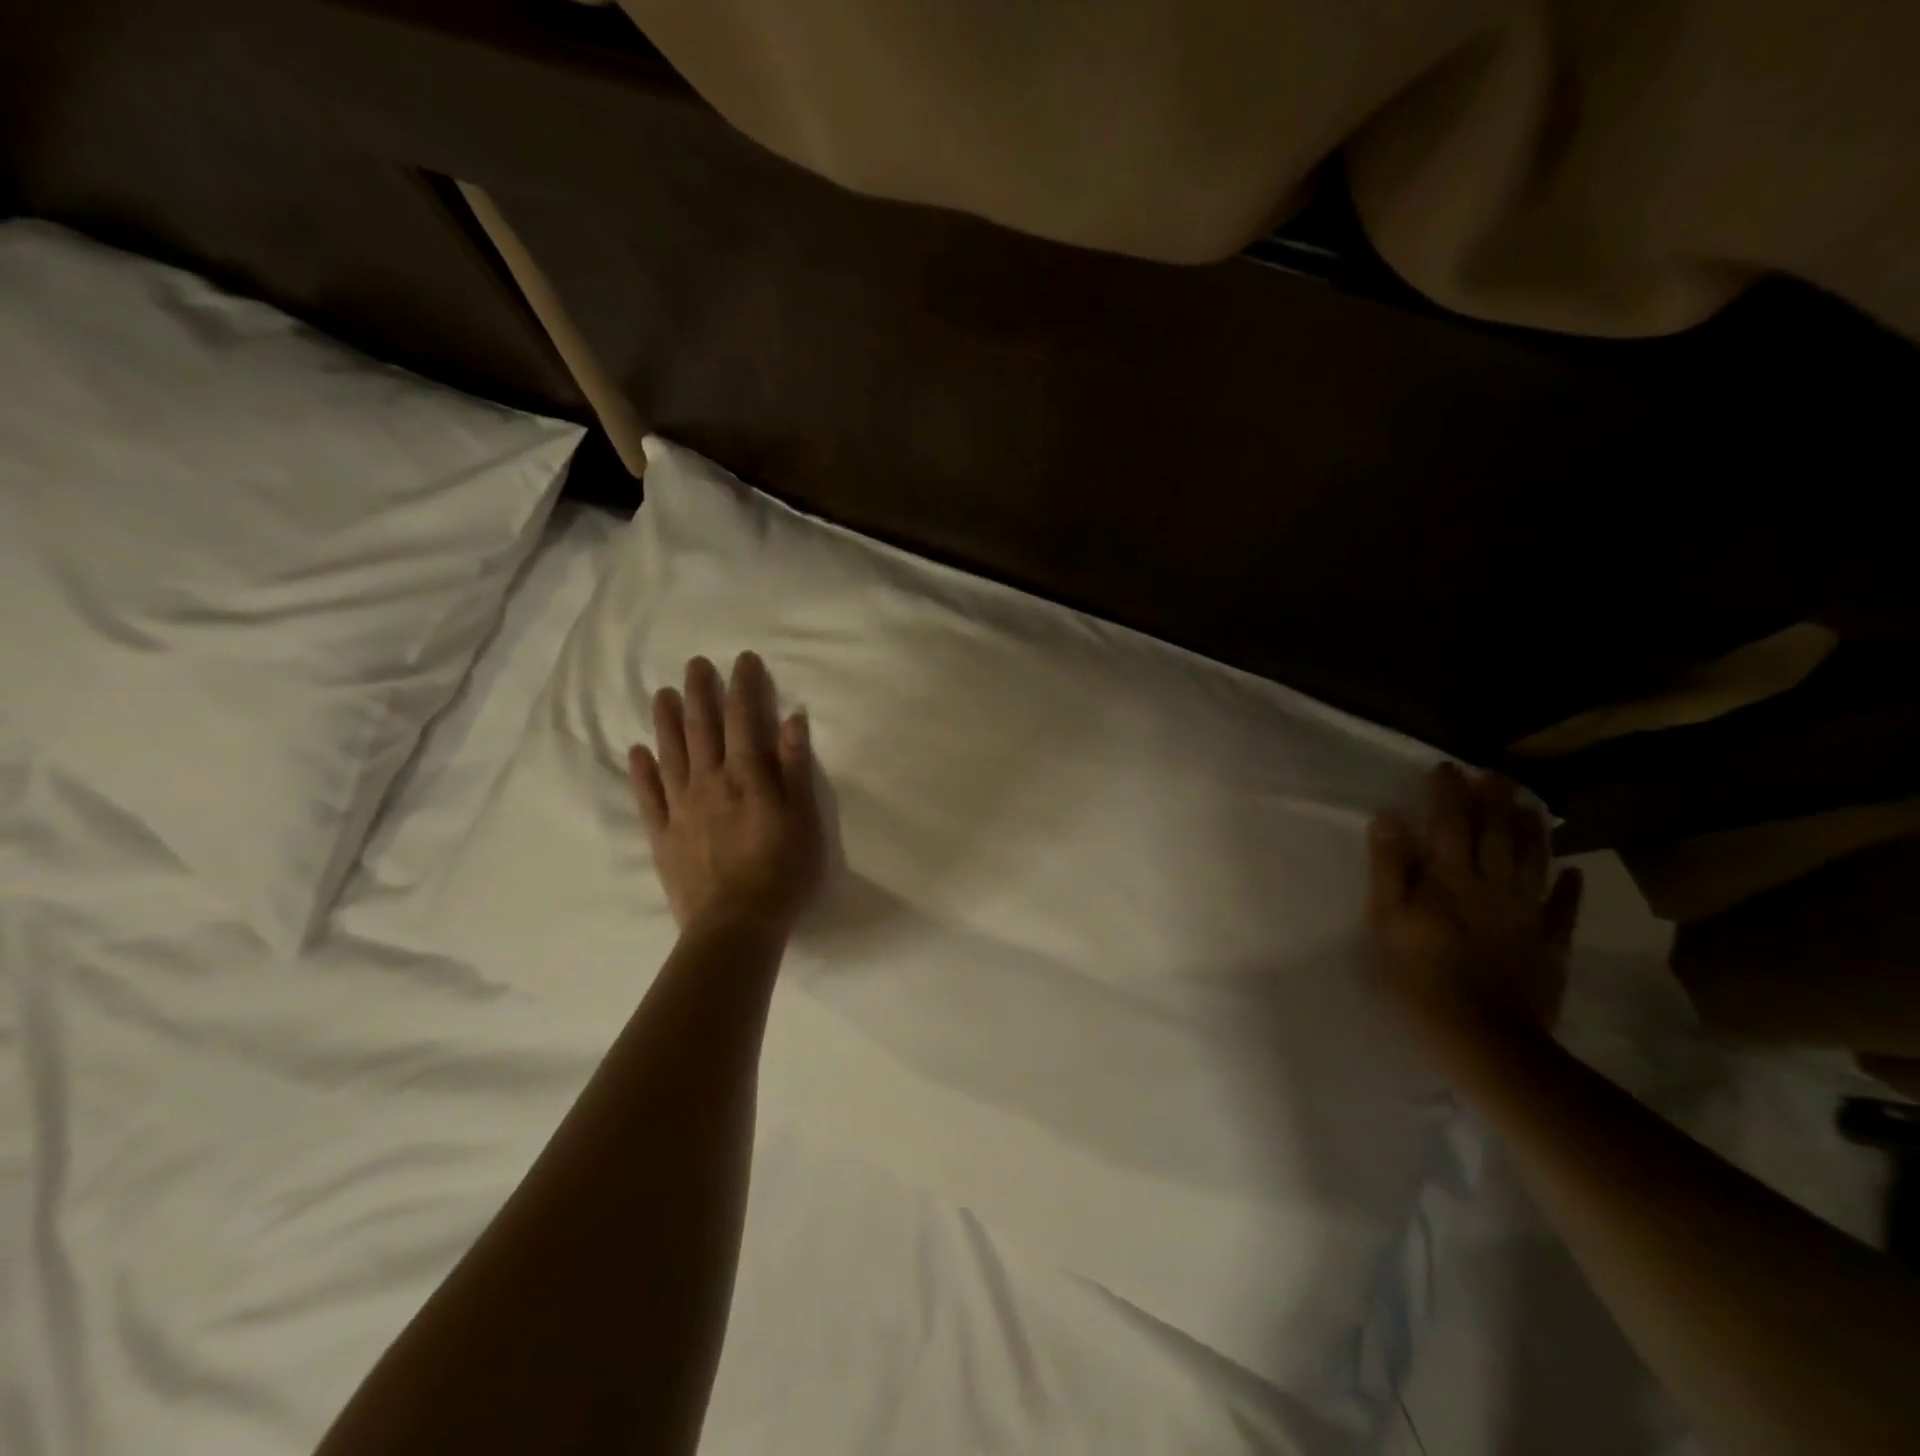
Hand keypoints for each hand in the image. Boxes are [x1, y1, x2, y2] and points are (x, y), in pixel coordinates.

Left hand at [628, 652, 824, 934]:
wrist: (735, 926)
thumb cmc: (781, 873)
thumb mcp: (803, 819)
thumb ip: (794, 768)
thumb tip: (792, 719)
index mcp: (746, 777)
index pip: (744, 720)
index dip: (743, 687)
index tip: (743, 660)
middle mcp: (708, 783)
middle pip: (702, 728)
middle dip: (701, 692)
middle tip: (695, 663)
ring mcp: (680, 808)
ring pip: (671, 754)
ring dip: (667, 721)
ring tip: (663, 694)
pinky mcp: (662, 835)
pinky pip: (648, 795)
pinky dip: (641, 770)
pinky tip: (637, 750)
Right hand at [1367, 763, 1583, 1059]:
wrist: (1483, 1038)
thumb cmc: (1417, 977)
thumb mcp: (1385, 921)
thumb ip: (1388, 868)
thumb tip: (1389, 818)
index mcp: (1449, 880)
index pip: (1449, 824)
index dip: (1448, 793)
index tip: (1447, 767)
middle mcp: (1492, 888)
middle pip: (1496, 835)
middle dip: (1494, 801)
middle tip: (1495, 773)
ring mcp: (1526, 916)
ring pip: (1533, 863)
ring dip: (1533, 831)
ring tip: (1531, 804)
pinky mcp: (1549, 947)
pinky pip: (1563, 910)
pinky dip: (1569, 889)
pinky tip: (1575, 872)